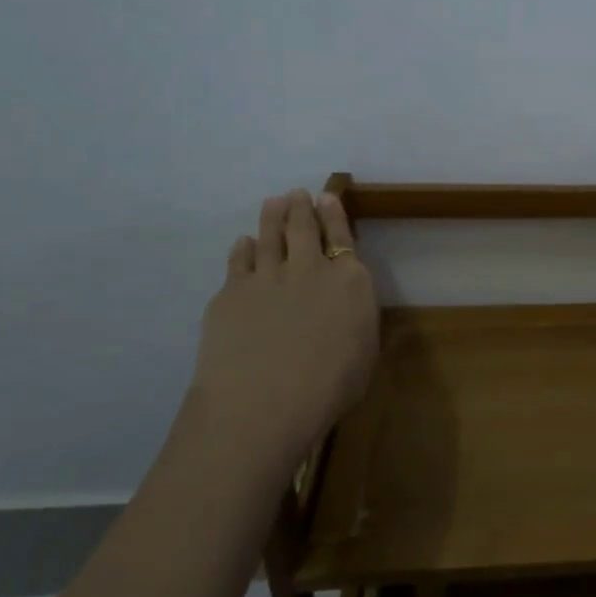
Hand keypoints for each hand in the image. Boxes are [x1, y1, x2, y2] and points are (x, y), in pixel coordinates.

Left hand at [190, 189, 378, 465]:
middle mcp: (309, 268)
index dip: (334, 214)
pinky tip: (243, 244)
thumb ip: (356, 318)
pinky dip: (243, 248)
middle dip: (301, 207)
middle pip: (303, 228)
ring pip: (269, 235)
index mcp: (350, 280)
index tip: (326, 197)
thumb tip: (347, 305)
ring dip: (272, 216)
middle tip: (296, 194)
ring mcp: (266, 277)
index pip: (342, 236)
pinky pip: (239, 260)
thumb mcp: (364, 351)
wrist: (264, 402)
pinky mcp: (231, 293)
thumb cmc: (330, 386)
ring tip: (273, 203)